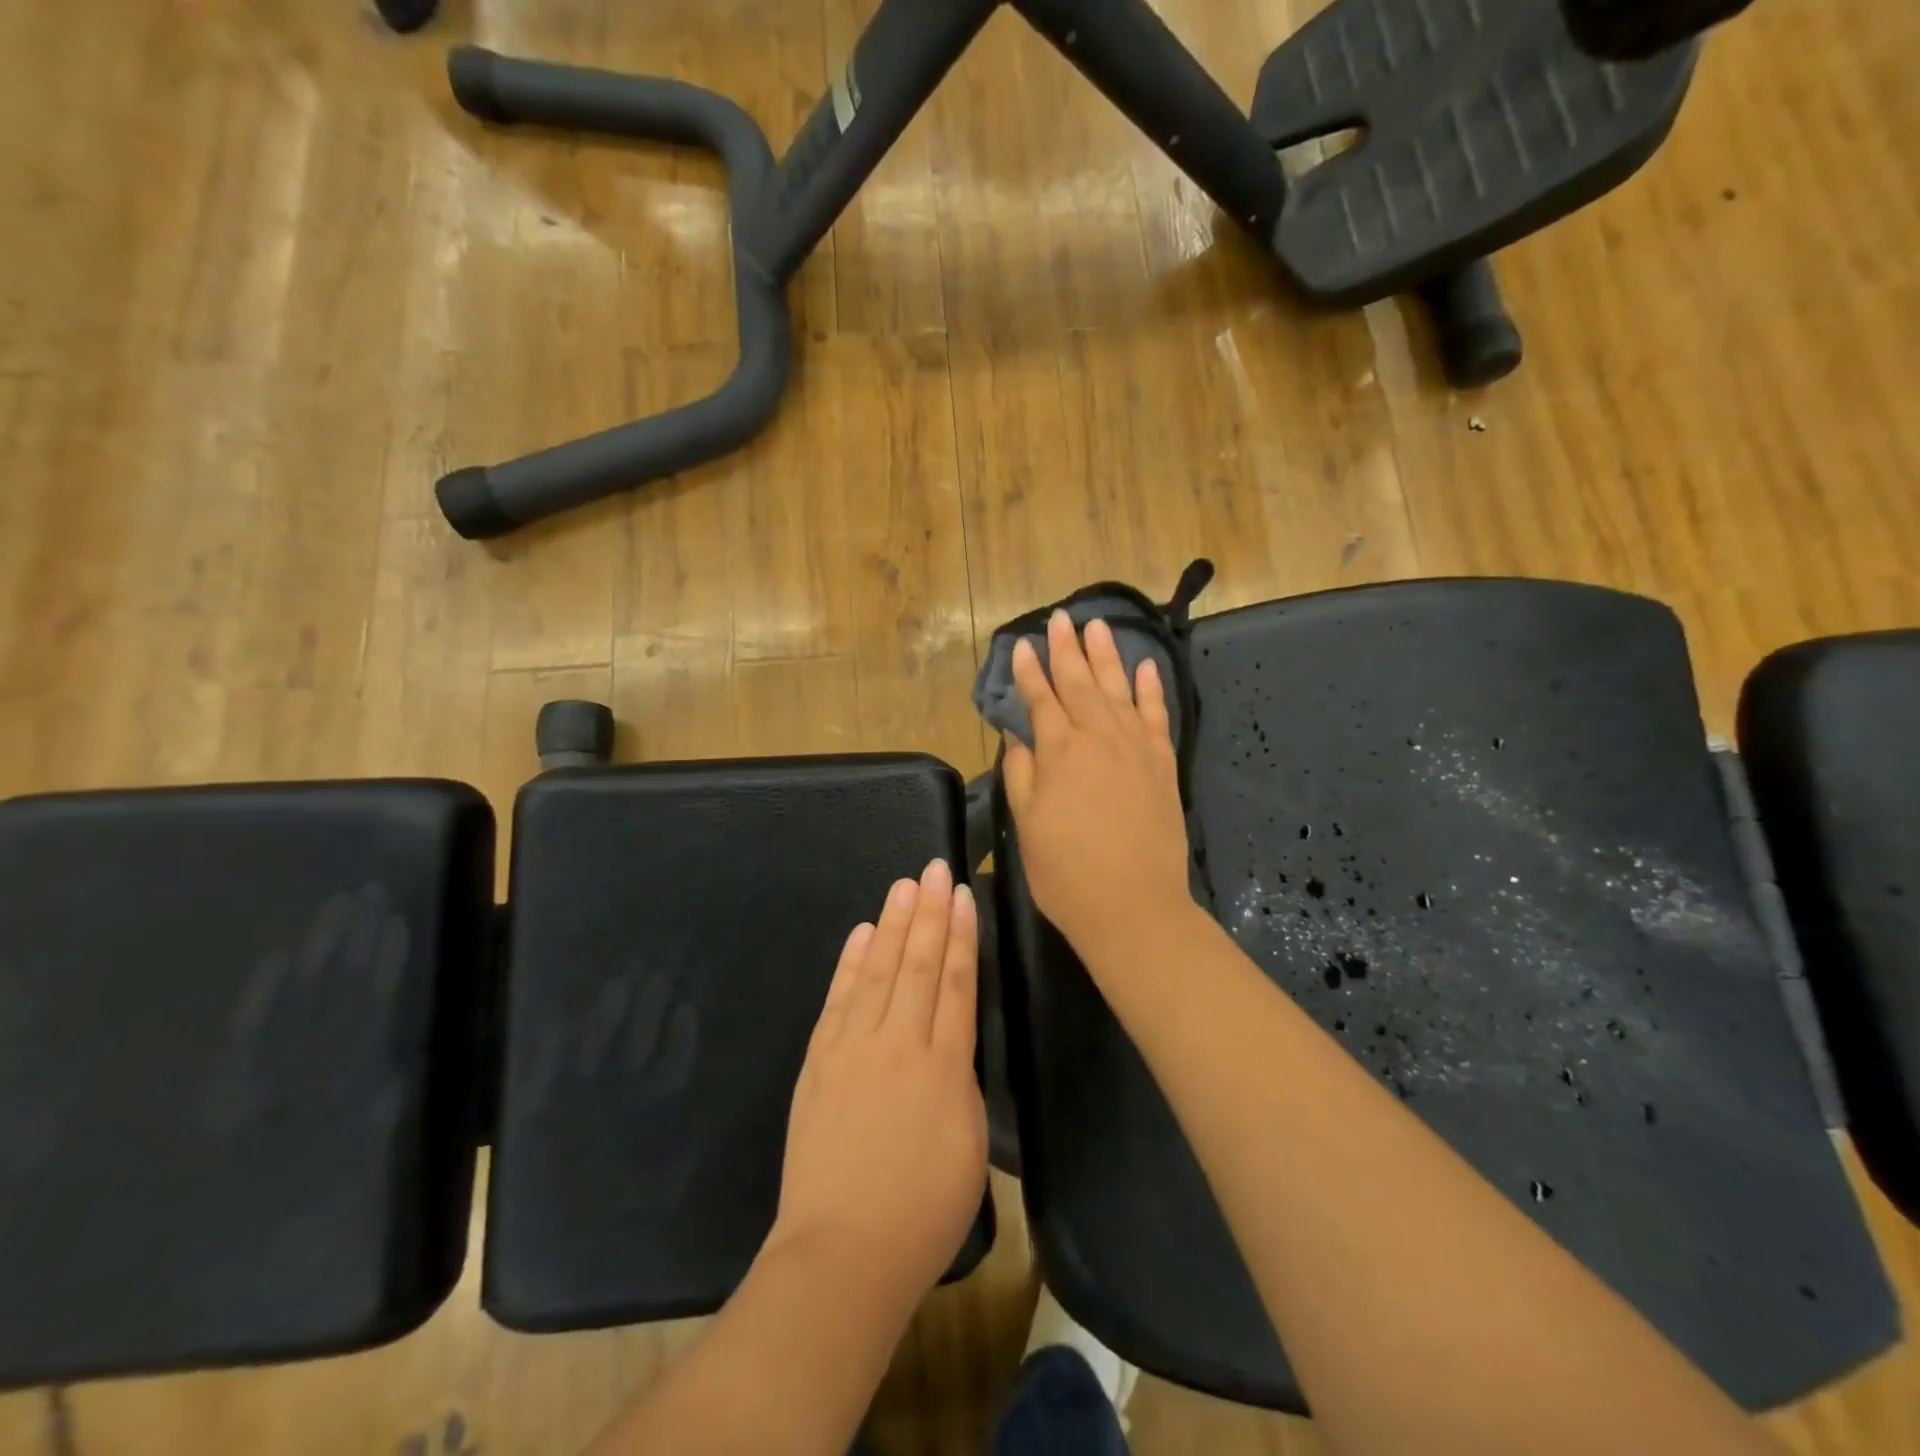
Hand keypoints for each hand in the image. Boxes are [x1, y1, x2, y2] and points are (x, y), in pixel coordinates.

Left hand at [764, 859, 987, 1313]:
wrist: (842, 1252)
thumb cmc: (923, 1210)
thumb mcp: (969, 1144)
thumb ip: (961, 1080)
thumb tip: (949, 1040)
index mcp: (943, 1064)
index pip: (955, 982)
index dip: (960, 935)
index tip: (963, 895)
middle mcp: (897, 1043)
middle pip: (916, 964)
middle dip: (928, 912)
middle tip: (934, 868)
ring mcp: (852, 1048)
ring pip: (876, 970)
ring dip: (891, 924)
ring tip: (903, 886)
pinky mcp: (818, 1061)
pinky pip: (838, 999)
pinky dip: (850, 962)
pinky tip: (861, 934)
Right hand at [1001, 611, 1194, 959]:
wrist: (1132, 905)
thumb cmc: (1066, 871)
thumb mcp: (1027, 825)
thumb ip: (1021, 774)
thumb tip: (1019, 736)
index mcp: (1059, 752)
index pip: (1040, 699)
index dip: (1028, 672)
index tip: (1020, 645)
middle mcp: (1098, 737)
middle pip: (1080, 683)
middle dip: (1066, 649)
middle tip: (1060, 618)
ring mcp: (1135, 747)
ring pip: (1118, 689)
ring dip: (1107, 656)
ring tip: (1098, 626)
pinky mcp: (1162, 763)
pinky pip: (1157, 715)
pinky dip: (1151, 689)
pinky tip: (1146, 667)